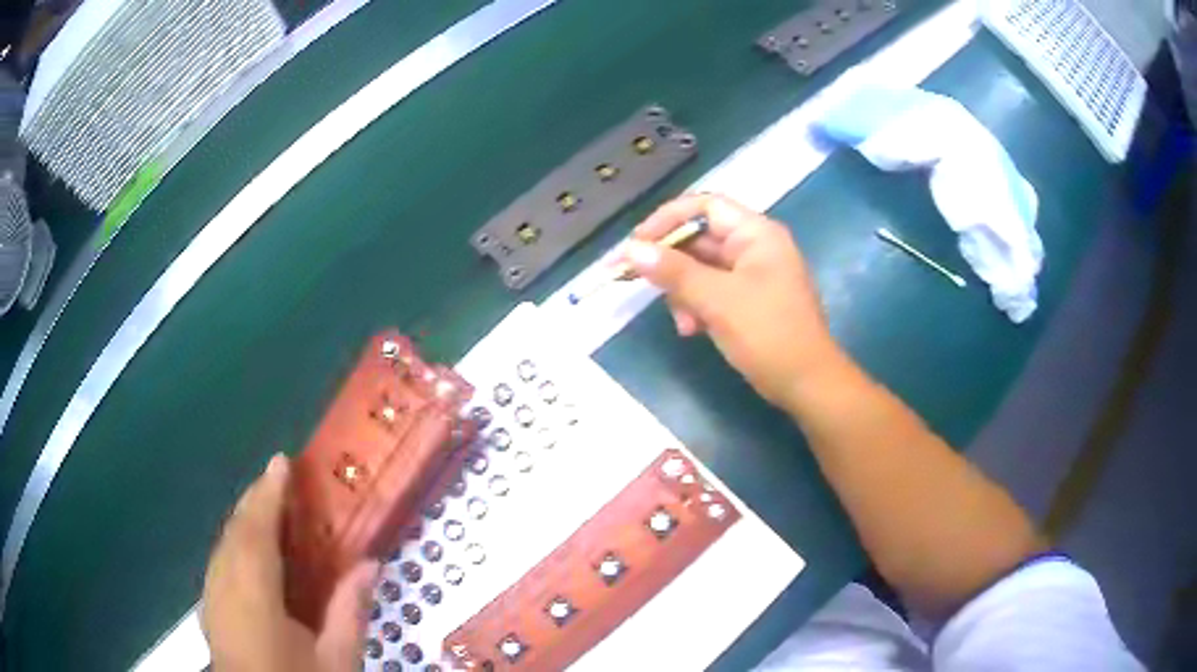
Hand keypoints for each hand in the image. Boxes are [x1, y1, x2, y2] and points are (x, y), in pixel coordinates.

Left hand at [202, 455, 378, 671]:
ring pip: (223, 542)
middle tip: (278, 477)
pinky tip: (249, 547)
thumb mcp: (336, 660)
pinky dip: (234, 541)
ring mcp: (211, 596)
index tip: (282, 462)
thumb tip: (371, 563)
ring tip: (266, 503)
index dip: (267, 494)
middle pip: (235, 530)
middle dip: (254, 499)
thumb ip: (349, 611)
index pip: (256, 532)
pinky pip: (219, 559)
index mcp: (254, 597)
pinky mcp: (209, 607)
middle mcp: (223, 586)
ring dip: (243, 517)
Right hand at [623, 194, 839, 407]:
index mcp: (756, 233)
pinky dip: (698, 306)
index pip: (704, 206)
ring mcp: (754, 274)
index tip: (635, 244)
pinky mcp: (750, 300)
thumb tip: (631, 249)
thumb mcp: (717, 300)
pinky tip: (691, 330)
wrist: (807, 384)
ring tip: (682, 322)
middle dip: (671, 264)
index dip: (666, 219)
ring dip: (684, 292)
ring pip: (702, 269)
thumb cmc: (768, 334)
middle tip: (636, 280)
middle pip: (700, 239)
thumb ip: (673, 271)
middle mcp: (755, 246)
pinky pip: (713, 291)